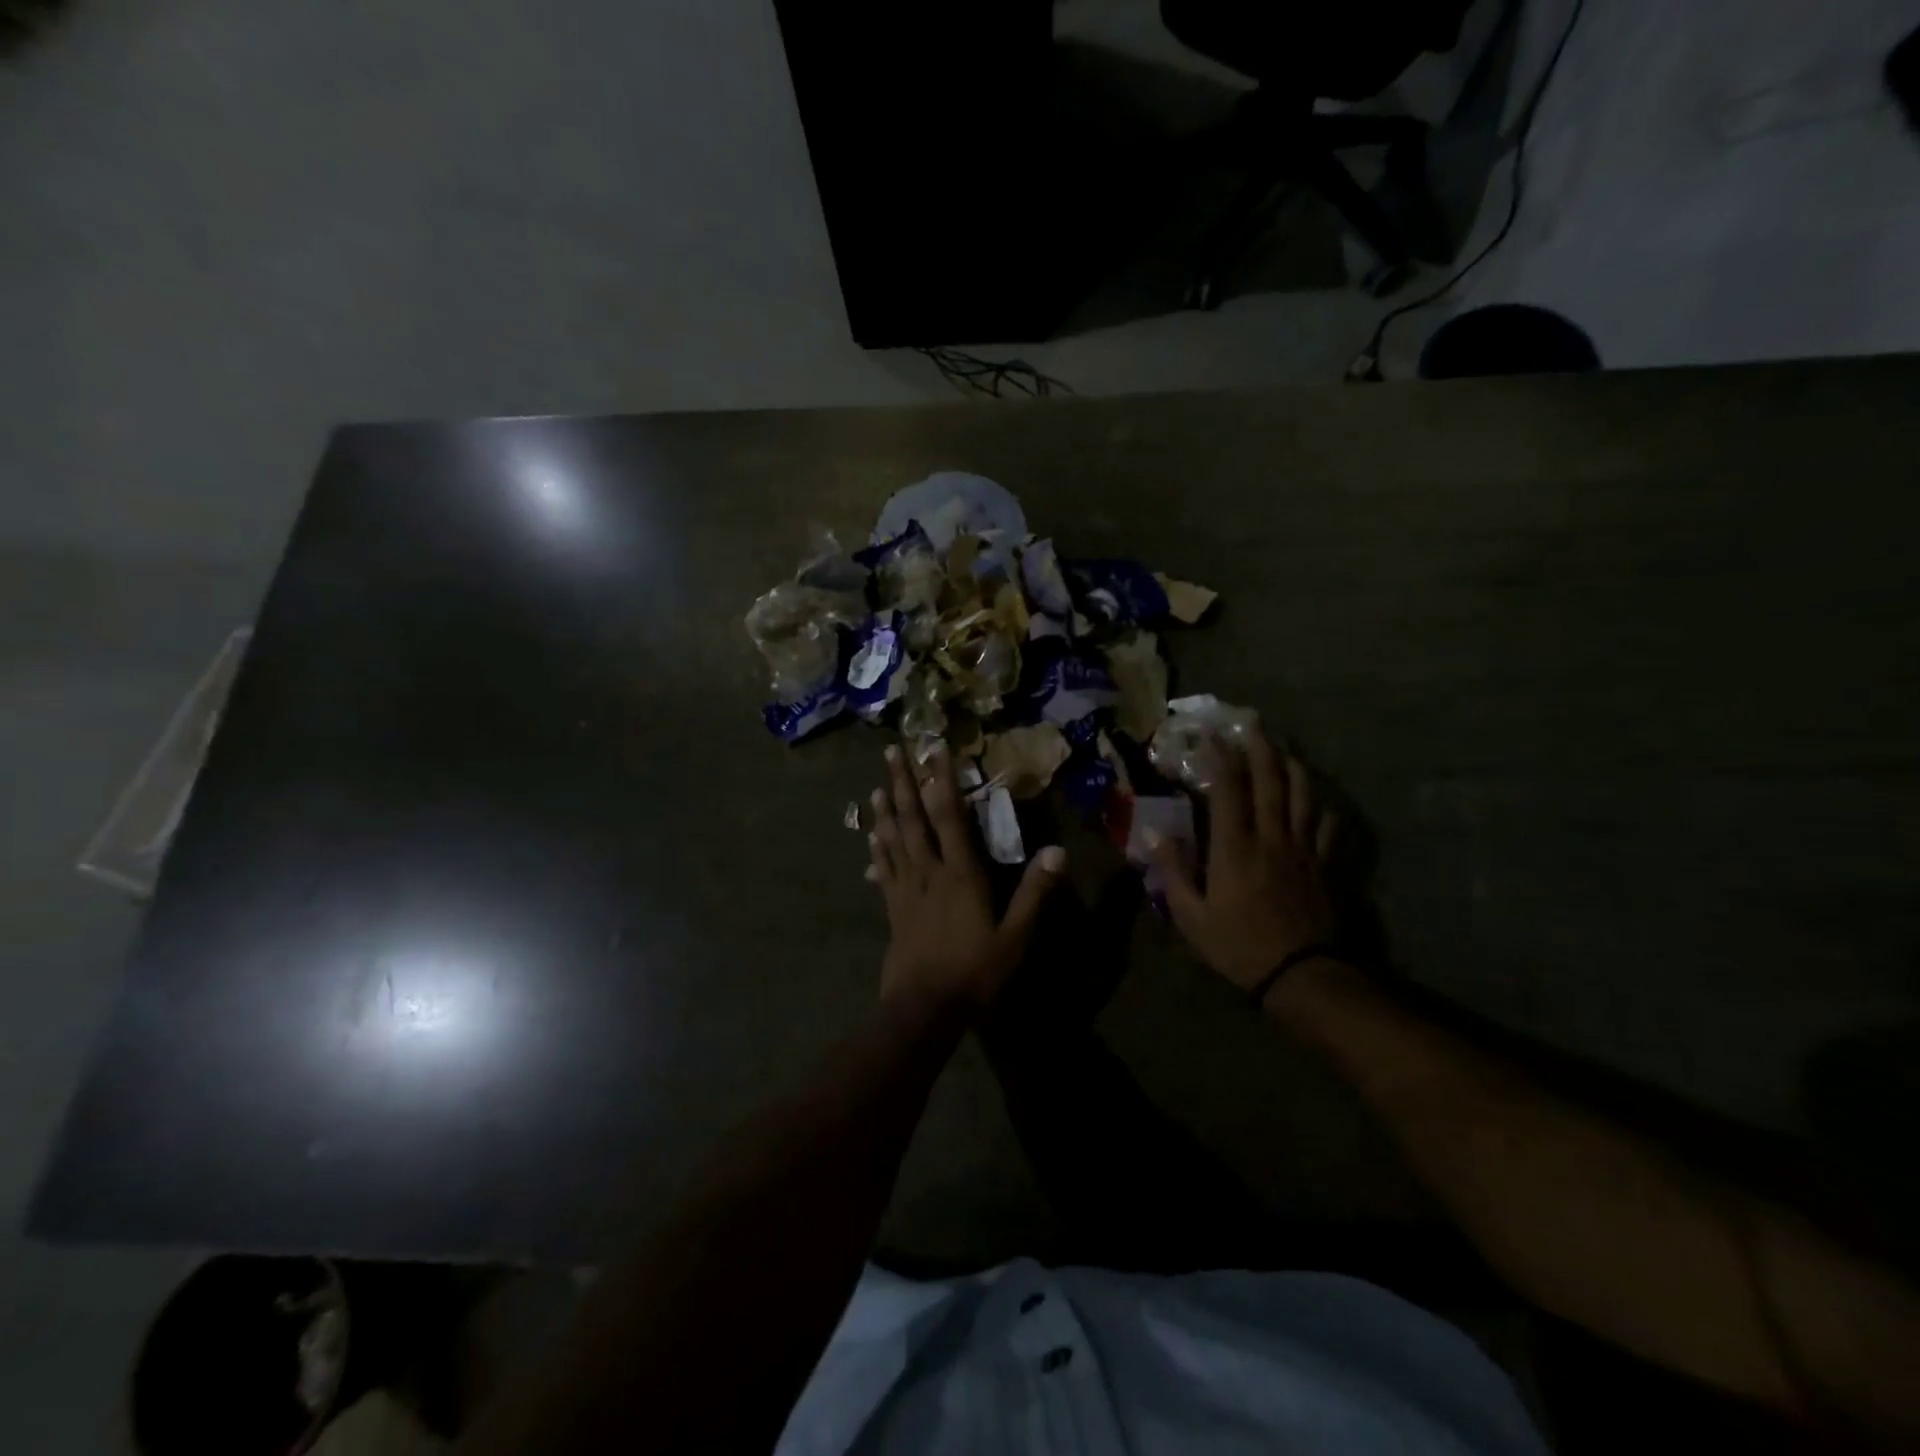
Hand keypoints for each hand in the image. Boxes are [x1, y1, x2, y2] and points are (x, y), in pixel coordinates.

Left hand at [867, 744, 1066, 1013]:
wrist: (924, 1008)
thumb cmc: (974, 972)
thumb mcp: (1015, 937)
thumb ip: (1034, 893)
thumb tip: (1057, 851)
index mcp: (960, 874)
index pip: (950, 816)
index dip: (942, 780)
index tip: (935, 749)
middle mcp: (929, 873)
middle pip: (913, 820)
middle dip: (903, 783)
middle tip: (891, 751)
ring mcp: (906, 890)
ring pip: (893, 840)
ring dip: (885, 811)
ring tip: (877, 786)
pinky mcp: (893, 910)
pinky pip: (884, 872)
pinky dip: (877, 851)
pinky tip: (869, 839)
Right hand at [1149, 727, 1339, 997]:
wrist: (1303, 975)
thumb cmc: (1238, 946)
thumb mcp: (1191, 916)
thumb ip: (1173, 871)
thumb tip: (1155, 832)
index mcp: (1234, 847)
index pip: (1228, 789)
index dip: (1219, 757)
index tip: (1211, 735)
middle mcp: (1271, 837)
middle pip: (1270, 781)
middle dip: (1259, 747)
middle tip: (1252, 723)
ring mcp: (1304, 849)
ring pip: (1303, 795)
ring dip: (1292, 766)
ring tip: (1283, 749)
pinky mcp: (1326, 865)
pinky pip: (1328, 826)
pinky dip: (1322, 806)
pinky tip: (1317, 799)